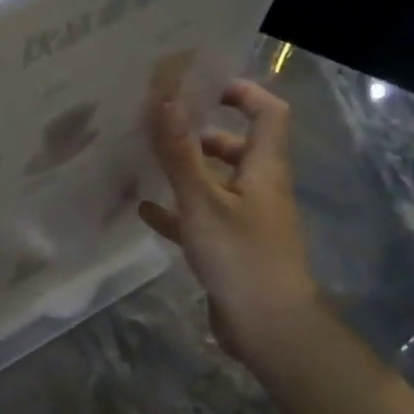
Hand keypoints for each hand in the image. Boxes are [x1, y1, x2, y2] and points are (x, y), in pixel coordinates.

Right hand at [139, 79, 319, 365]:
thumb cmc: (241, 256)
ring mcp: (245, 220)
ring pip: (215, 183)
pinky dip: (176, 211)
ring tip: (145, 162)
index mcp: (264, 169)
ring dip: (185, 171)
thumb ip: (181, 153)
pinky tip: (145, 211)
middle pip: (237, 147)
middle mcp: (259, 188)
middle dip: (200, 133)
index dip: (241, 92)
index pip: (268, 113)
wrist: (268, 326)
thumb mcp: (203, 201)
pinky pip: (200, 219)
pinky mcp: (230, 248)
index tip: (201, 86)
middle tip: (159, 126)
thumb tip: (167, 101)